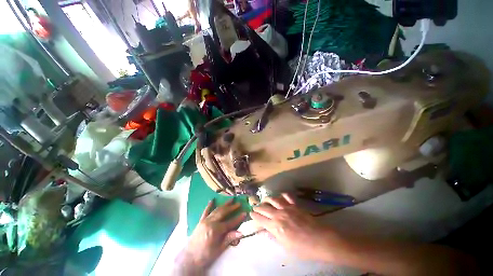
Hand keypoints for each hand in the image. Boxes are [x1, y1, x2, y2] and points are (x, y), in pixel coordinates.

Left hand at [177, 199, 245, 273]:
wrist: (189, 258)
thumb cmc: (206, 256)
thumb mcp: (219, 249)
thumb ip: (229, 239)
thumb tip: (241, 232)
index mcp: (215, 230)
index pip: (230, 222)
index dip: (238, 218)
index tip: (244, 213)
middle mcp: (210, 222)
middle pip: (223, 212)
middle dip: (232, 207)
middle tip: (239, 203)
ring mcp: (205, 220)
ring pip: (216, 210)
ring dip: (224, 204)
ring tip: (230, 199)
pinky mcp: (200, 221)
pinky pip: (205, 211)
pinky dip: (209, 205)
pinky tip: (212, 200)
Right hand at [250, 194, 331, 259]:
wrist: (320, 240)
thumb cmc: (303, 248)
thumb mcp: (286, 247)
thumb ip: (273, 237)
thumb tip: (264, 232)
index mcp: (275, 226)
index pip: (261, 219)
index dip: (254, 216)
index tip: (251, 213)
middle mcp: (279, 214)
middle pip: (264, 208)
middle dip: (258, 207)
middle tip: (255, 206)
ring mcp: (287, 208)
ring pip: (273, 199)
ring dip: (267, 199)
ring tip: (264, 200)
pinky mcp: (295, 205)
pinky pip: (287, 196)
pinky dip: (283, 195)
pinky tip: (281, 196)